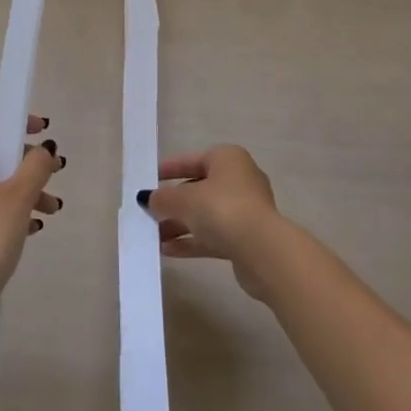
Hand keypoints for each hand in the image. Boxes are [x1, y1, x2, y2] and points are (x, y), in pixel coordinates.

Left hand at [0, 112, 63, 339]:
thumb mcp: (18, 197)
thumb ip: (36, 166)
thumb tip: (44, 149)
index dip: (16, 120)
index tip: (43, 131)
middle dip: (27, 160)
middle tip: (56, 173)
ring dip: (25, 189)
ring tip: (53, 209)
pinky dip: (12, 209)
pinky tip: (35, 228)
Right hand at [140, 145, 285, 300]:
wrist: (262, 251)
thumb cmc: (221, 209)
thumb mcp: (183, 200)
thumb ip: (162, 198)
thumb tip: (148, 199)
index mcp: (227, 159)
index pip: (192, 160)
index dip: (169, 169)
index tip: (150, 178)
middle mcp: (239, 180)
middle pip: (198, 189)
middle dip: (173, 203)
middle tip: (149, 212)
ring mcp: (246, 211)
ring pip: (205, 214)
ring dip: (179, 224)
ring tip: (153, 235)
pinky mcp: (247, 238)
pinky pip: (213, 235)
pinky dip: (192, 240)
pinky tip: (167, 250)